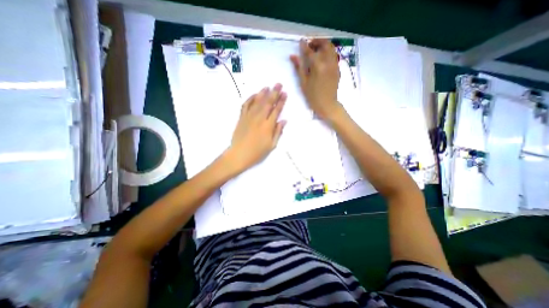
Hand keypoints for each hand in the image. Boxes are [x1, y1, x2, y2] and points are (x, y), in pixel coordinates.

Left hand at [226, 83, 288, 172]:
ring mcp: (249, 117)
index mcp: (268, 126)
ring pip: (257, 102)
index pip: (276, 110)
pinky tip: (254, 95)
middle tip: (279, 84)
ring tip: (268, 86)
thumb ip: (278, 132)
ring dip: (263, 93)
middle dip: (274, 93)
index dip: (281, 101)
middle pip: (268, 103)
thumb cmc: (257, 152)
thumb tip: (284, 120)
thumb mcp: (271, 145)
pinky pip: (246, 105)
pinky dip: (250, 99)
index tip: (285, 93)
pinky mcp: (241, 118)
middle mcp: (259, 118)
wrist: (239, 154)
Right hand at [289, 37, 341, 119]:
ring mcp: (334, 65)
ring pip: (331, 48)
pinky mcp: (337, 68)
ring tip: (316, 50)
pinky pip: (334, 55)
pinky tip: (322, 57)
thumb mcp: (304, 83)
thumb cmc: (313, 96)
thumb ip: (299, 68)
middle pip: (325, 44)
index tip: (301, 41)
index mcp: (318, 66)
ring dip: (323, 45)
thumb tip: (293, 56)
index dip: (305, 46)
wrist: (327, 104)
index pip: (310, 51)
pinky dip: (328, 51)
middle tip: (310, 45)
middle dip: (317, 41)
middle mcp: (328, 62)